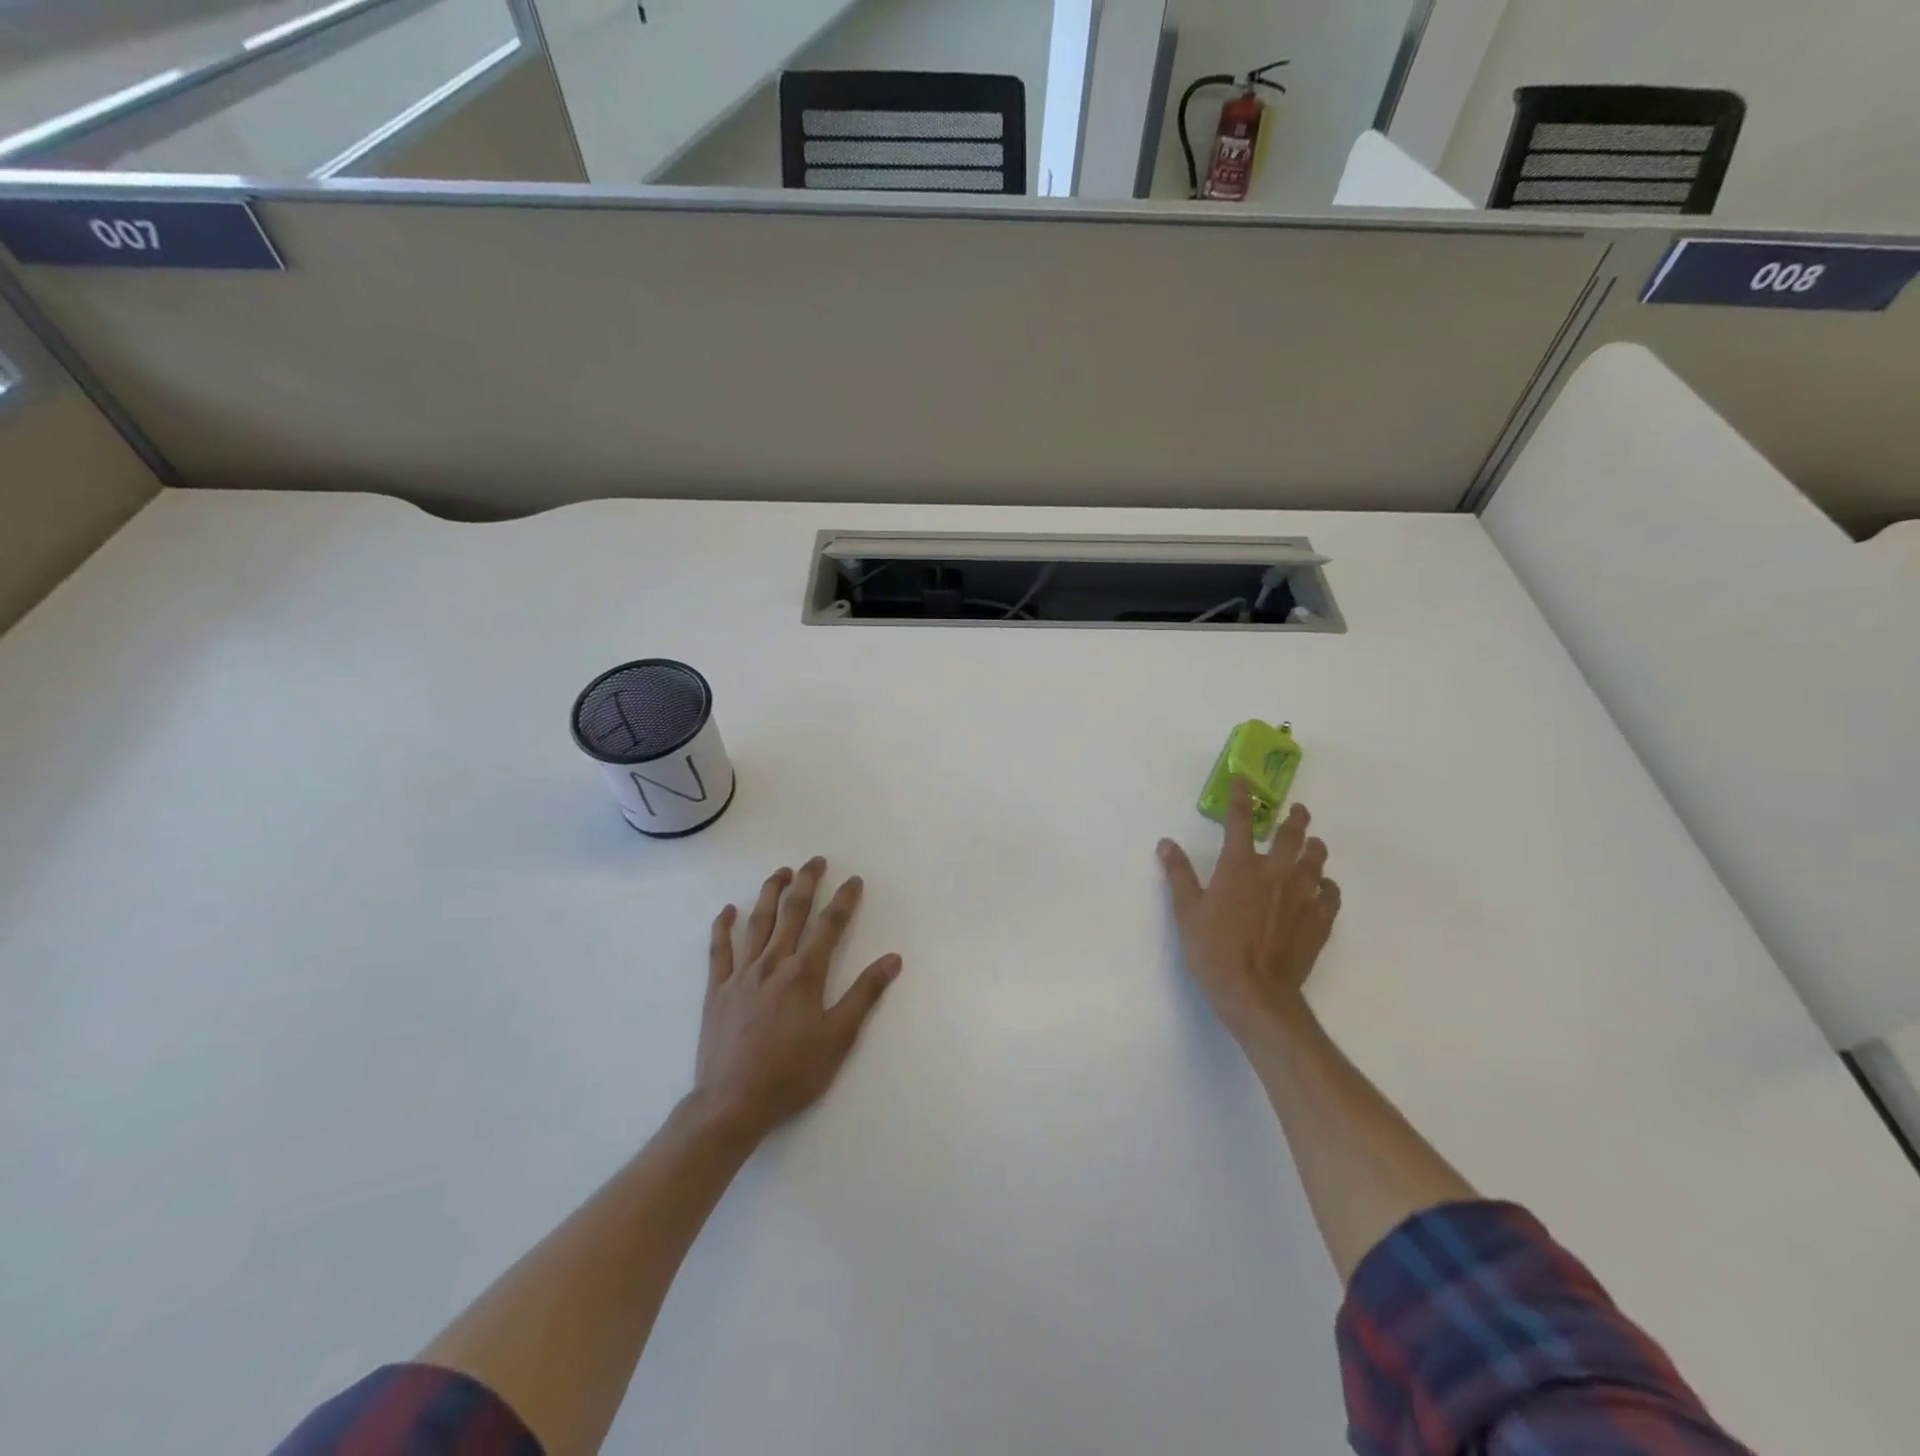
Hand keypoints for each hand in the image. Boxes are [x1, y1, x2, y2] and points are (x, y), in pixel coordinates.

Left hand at [692, 858, 901, 1140]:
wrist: (732, 1103)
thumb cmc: (792, 1073)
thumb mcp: (838, 1038)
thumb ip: (864, 994)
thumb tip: (892, 959)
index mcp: (805, 973)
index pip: (830, 925)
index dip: (844, 900)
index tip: (854, 880)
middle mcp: (773, 963)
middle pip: (792, 912)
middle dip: (807, 882)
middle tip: (816, 861)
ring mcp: (742, 974)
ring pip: (758, 922)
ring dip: (770, 893)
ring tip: (780, 872)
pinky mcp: (718, 989)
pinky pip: (719, 950)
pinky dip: (723, 927)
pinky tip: (729, 910)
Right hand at [1157, 782, 1340, 1040]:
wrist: (1255, 994)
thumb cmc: (1213, 950)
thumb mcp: (1186, 911)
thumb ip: (1178, 874)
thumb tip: (1166, 843)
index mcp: (1239, 867)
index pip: (1239, 821)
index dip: (1241, 797)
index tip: (1243, 780)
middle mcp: (1275, 873)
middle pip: (1290, 835)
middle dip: (1294, 818)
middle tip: (1297, 810)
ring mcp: (1301, 896)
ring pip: (1316, 861)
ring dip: (1314, 848)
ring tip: (1314, 844)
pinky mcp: (1319, 921)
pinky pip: (1331, 894)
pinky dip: (1327, 886)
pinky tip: (1324, 887)